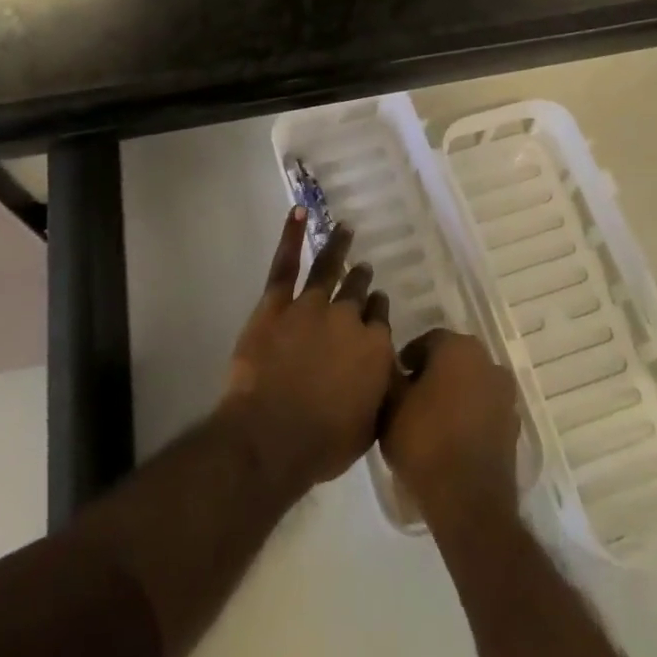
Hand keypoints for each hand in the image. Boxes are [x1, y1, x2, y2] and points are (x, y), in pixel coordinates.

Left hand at [219, 207, 396, 496]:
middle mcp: (348, 319)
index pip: (380, 320)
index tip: (376, 304)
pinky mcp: (276, 304)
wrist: (273, 436)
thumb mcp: (368, 426)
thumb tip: (384, 373)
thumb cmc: (323, 443)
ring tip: (345, 229)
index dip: (377, 311)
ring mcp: (311, 306)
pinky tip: (298, 213)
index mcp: (374, 348)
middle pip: (358, 293)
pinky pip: (285, 264)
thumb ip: (379, 392)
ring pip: (329, 269)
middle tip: (364, 269)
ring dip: (339, 248)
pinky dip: (291, 236)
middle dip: (362, 280)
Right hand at [382, 329, 520, 527]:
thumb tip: (394, 366)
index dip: (408, 359)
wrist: (469, 501)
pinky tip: (451, 437)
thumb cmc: (425, 443)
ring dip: (453, 393)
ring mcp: (504, 394)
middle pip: (452, 359)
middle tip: (410, 397)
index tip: (396, 379)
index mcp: (458, 348)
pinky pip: (484, 408)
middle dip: (432, 373)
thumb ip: (391, 376)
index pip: (427, 341)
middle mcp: (487, 361)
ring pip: (470, 383)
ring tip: (430, 420)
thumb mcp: (390, 406)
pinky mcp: (512, 425)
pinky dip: (469, 415)